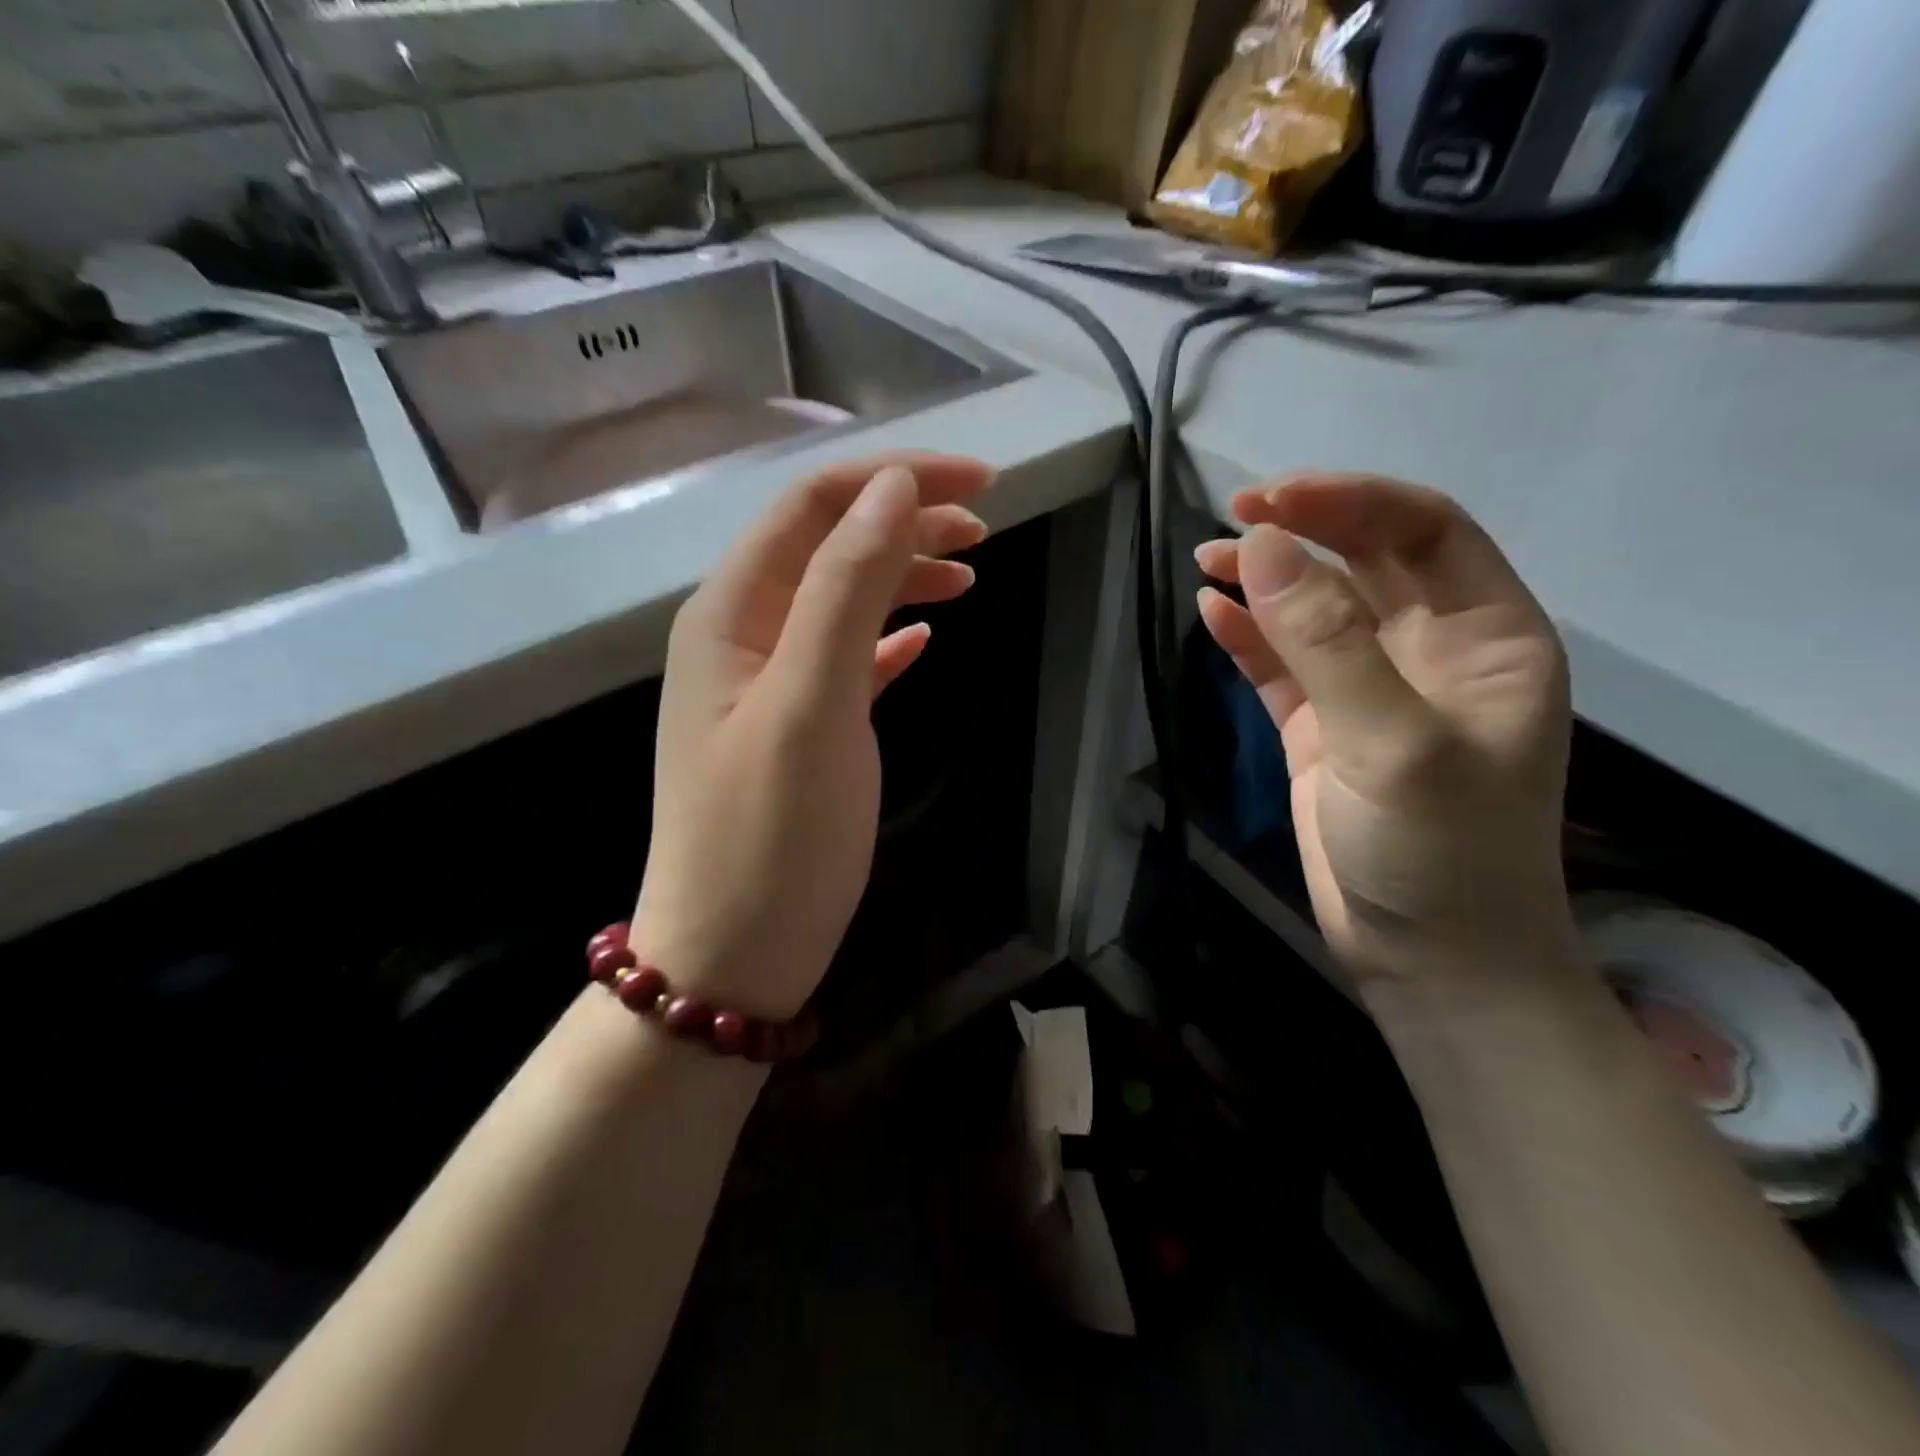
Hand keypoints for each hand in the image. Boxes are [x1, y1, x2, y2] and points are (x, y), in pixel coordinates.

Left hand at [633, 454, 992, 1019]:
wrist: (732, 955)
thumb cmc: (770, 835)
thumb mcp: (811, 702)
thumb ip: (846, 588)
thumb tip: (895, 490)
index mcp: (731, 612)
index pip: (813, 506)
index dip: (895, 479)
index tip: (981, 481)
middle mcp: (742, 635)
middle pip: (828, 546)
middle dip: (904, 521)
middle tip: (986, 528)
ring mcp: (768, 686)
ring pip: (841, 601)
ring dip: (902, 574)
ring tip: (970, 574)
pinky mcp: (798, 731)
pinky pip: (846, 659)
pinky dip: (888, 636)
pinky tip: (925, 637)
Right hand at [1195, 473, 1575, 993]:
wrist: (1428, 961)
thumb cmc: (1439, 853)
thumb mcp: (1393, 744)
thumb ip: (1327, 644)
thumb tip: (1262, 549)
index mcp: (1485, 636)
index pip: (1423, 532)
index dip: (1349, 502)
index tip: (1271, 500)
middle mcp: (1430, 651)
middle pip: (1365, 561)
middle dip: (1303, 530)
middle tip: (1233, 516)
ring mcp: (1370, 691)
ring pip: (1315, 610)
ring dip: (1266, 580)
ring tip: (1208, 560)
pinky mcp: (1320, 729)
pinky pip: (1281, 664)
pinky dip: (1247, 636)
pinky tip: (1211, 614)